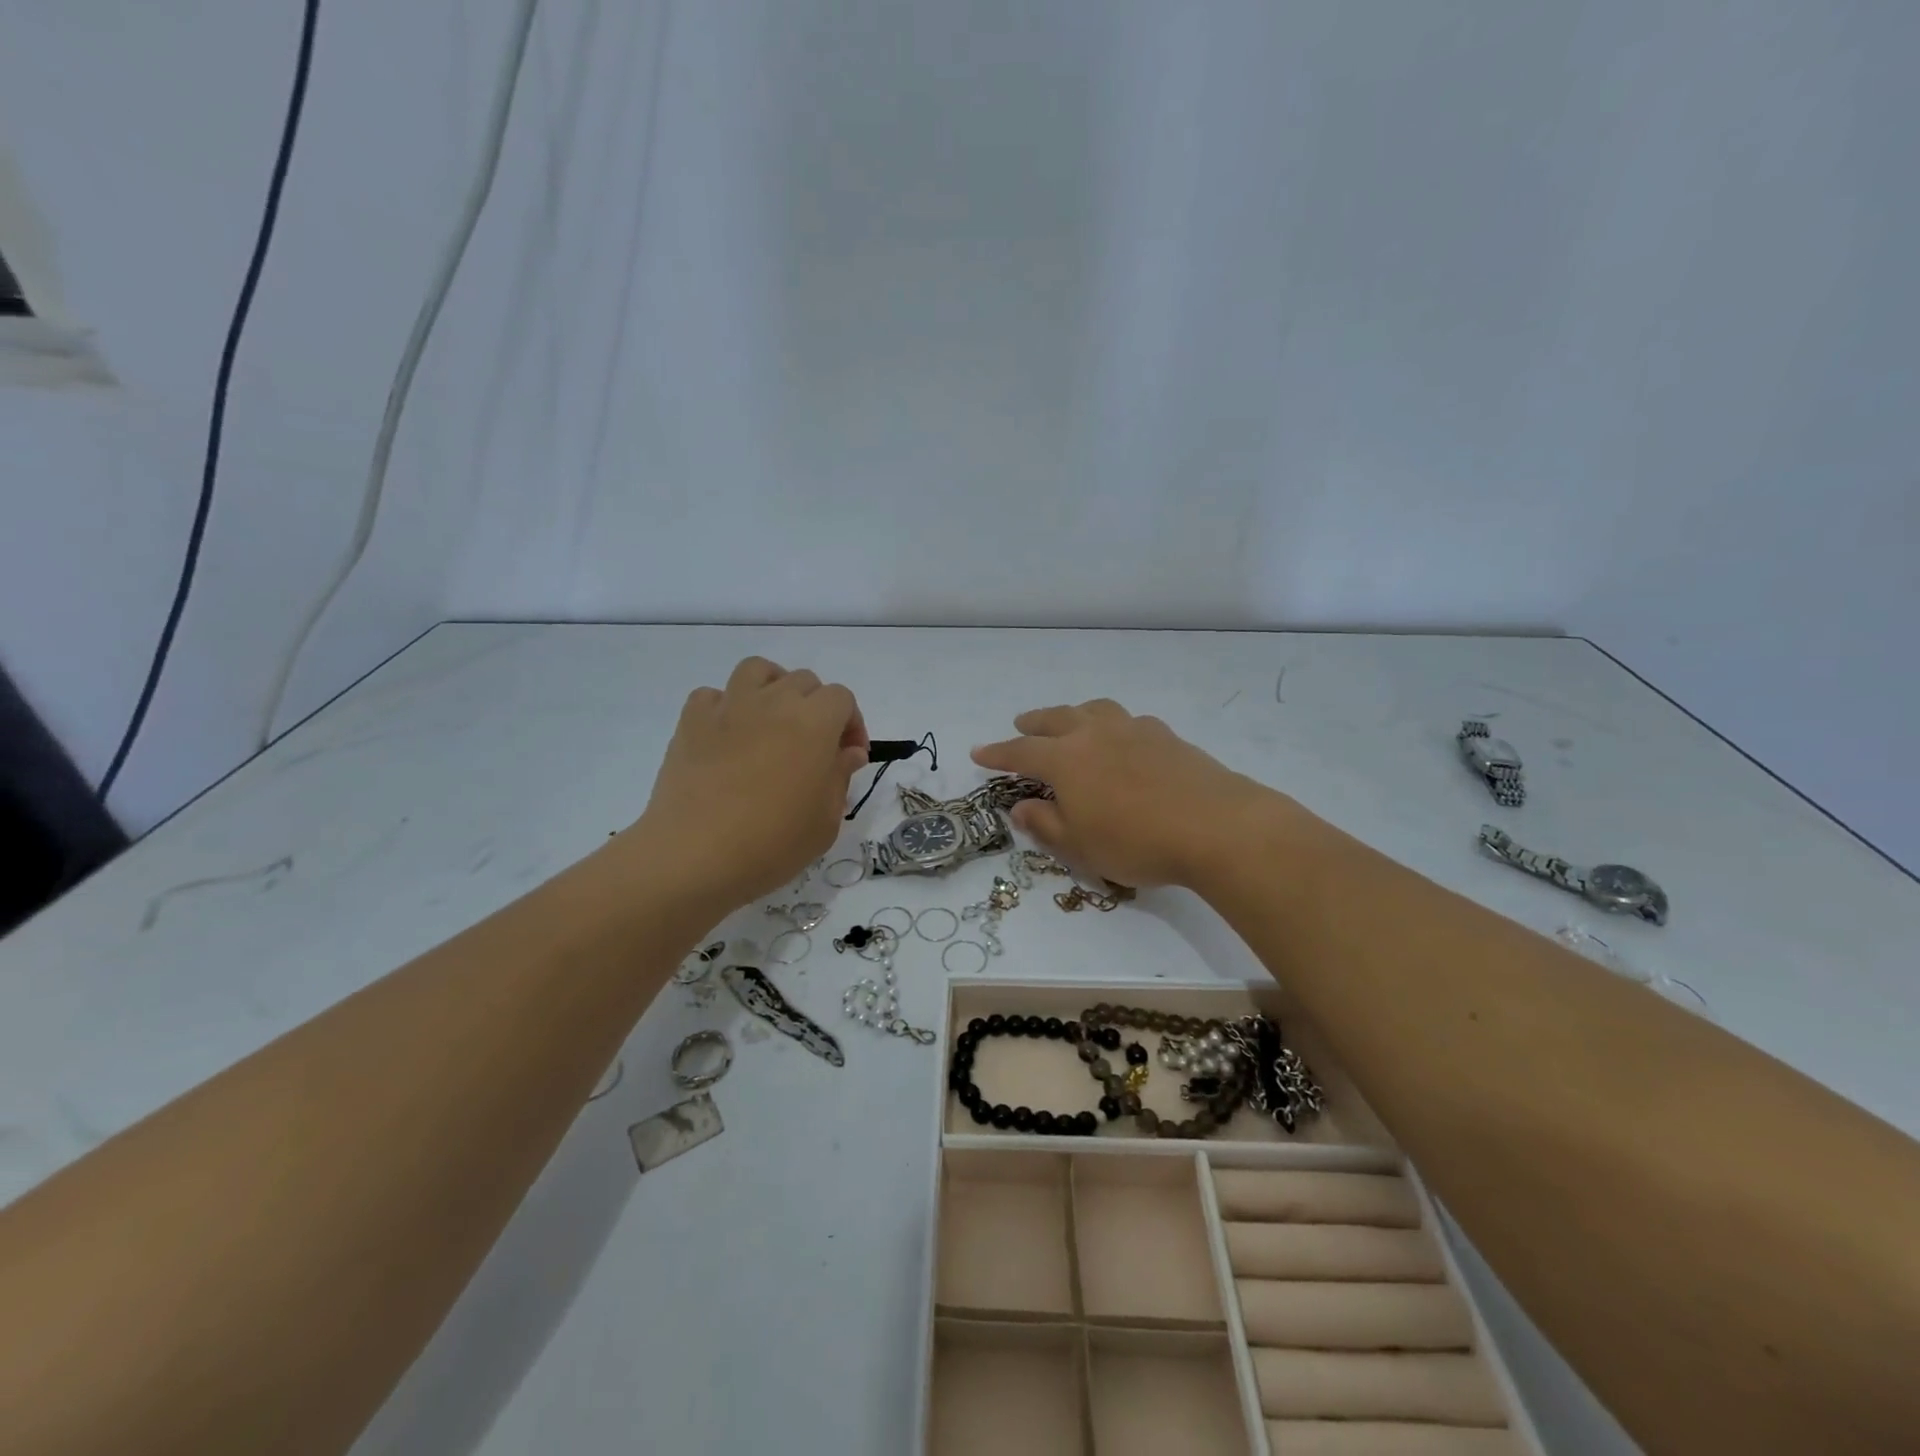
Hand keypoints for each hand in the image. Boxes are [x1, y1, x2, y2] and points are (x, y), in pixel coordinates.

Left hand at [636, 658, 867, 908]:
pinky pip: (713, 695)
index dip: (852, 724)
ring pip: (758, 671)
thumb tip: (847, 752)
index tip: (849, 757)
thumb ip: (841, 777)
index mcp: (814, 722)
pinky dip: (725, 707)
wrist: (695, 855)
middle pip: (804, 681)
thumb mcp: (826, 820)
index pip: (842, 699)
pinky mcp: (691, 721)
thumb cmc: (772, 842)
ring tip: (772, 721)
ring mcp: (729, 706)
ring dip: (772, 688)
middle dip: (817, 707)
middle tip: (814, 746)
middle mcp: (774, 702)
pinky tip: (728, 736)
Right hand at [971, 699, 1280, 889]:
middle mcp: (1095, 734)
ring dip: (1074, 713)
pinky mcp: (1166, 736)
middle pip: (1056, 719)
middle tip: (1021, 723)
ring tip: (1070, 721)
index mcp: (1066, 759)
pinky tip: (1122, 738)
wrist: (1216, 826)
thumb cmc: (1136, 842)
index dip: (997, 753)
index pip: (1020, 752)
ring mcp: (1133, 729)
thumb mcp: (1079, 846)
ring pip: (1094, 710)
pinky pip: (1128, 720)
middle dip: (1033, 723)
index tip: (979, 752)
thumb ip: (1044, 823)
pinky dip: (1112, 724)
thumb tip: (1020, 806)